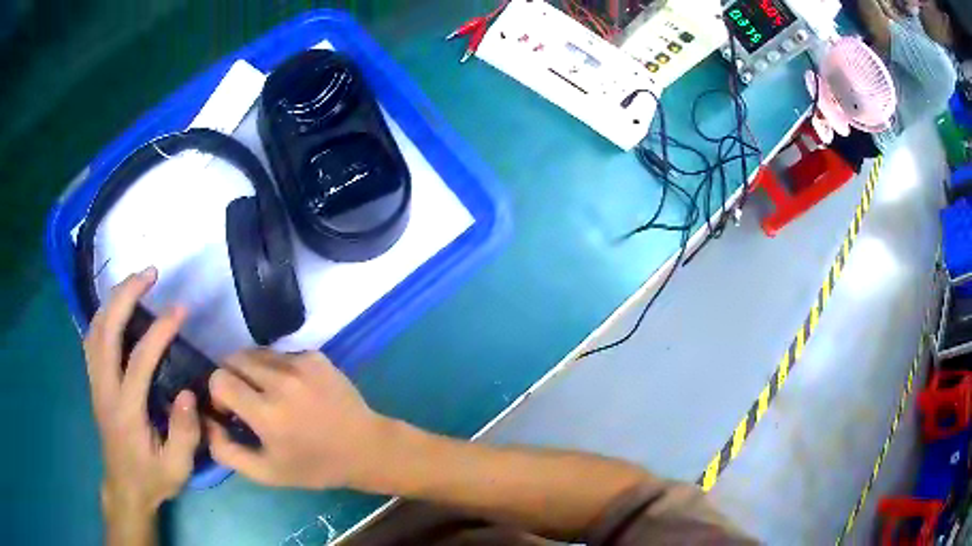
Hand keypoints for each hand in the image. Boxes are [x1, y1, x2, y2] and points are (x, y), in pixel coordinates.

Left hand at [84, 267, 200, 518]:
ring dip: (112, 299)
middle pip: (106, 329)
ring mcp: (95, 382)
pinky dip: (102, 314)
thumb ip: (184, 433)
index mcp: (126, 410)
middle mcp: (104, 388)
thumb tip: (187, 391)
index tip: (181, 310)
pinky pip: (92, 337)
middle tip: (150, 273)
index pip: (139, 359)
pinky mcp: (94, 381)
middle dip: (126, 295)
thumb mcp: (177, 468)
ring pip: (95, 328)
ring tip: (134, 282)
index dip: (159, 330)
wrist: (124, 487)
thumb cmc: (152, 478)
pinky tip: (115, 308)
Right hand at [207, 350, 389, 489]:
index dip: (217, 394)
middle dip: (230, 378)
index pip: (219, 379)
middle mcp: (281, 381)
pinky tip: (291, 390)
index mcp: (267, 412)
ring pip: (255, 353)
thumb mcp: (266, 473)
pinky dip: (274, 368)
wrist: (366, 448)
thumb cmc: (314, 466)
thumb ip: (226, 450)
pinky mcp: (316, 356)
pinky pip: (279, 353)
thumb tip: (204, 420)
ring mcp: (301, 363)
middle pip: (233, 359)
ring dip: (251, 370)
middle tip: (245, 400)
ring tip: (266, 394)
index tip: (230, 410)